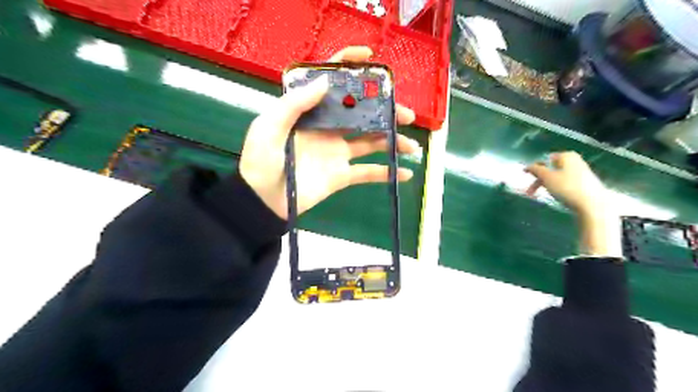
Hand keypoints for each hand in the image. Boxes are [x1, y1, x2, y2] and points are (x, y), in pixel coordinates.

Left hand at [241, 45, 416, 219]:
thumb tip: (326, 82)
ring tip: (411, 146)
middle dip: (385, 111)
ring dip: (393, 142)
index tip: (371, 59)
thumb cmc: (261, 161)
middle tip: (405, 114)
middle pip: (361, 114)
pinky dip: (387, 173)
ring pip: (371, 142)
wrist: (263, 200)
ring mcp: (337, 153)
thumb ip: (295, 104)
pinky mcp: (342, 175)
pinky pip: (368, 173)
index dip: (350, 68)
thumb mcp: (269, 127)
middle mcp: (328, 129)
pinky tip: (406, 174)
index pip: (332, 84)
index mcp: (311, 113)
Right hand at [527, 151, 618, 256]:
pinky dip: (558, 188)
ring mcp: (582, 172)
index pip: (545, 159)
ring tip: (542, 195)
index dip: (534, 168)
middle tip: (530, 192)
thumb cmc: (567, 188)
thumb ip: (535, 170)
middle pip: (551, 169)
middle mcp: (575, 161)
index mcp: (566, 156)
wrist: (593, 205)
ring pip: (558, 177)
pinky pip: (566, 183)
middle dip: (539, 180)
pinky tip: (557, 196)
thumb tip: (528, 166)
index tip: (526, 177)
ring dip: (547, 185)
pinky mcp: (586, 184)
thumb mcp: (547, 177)